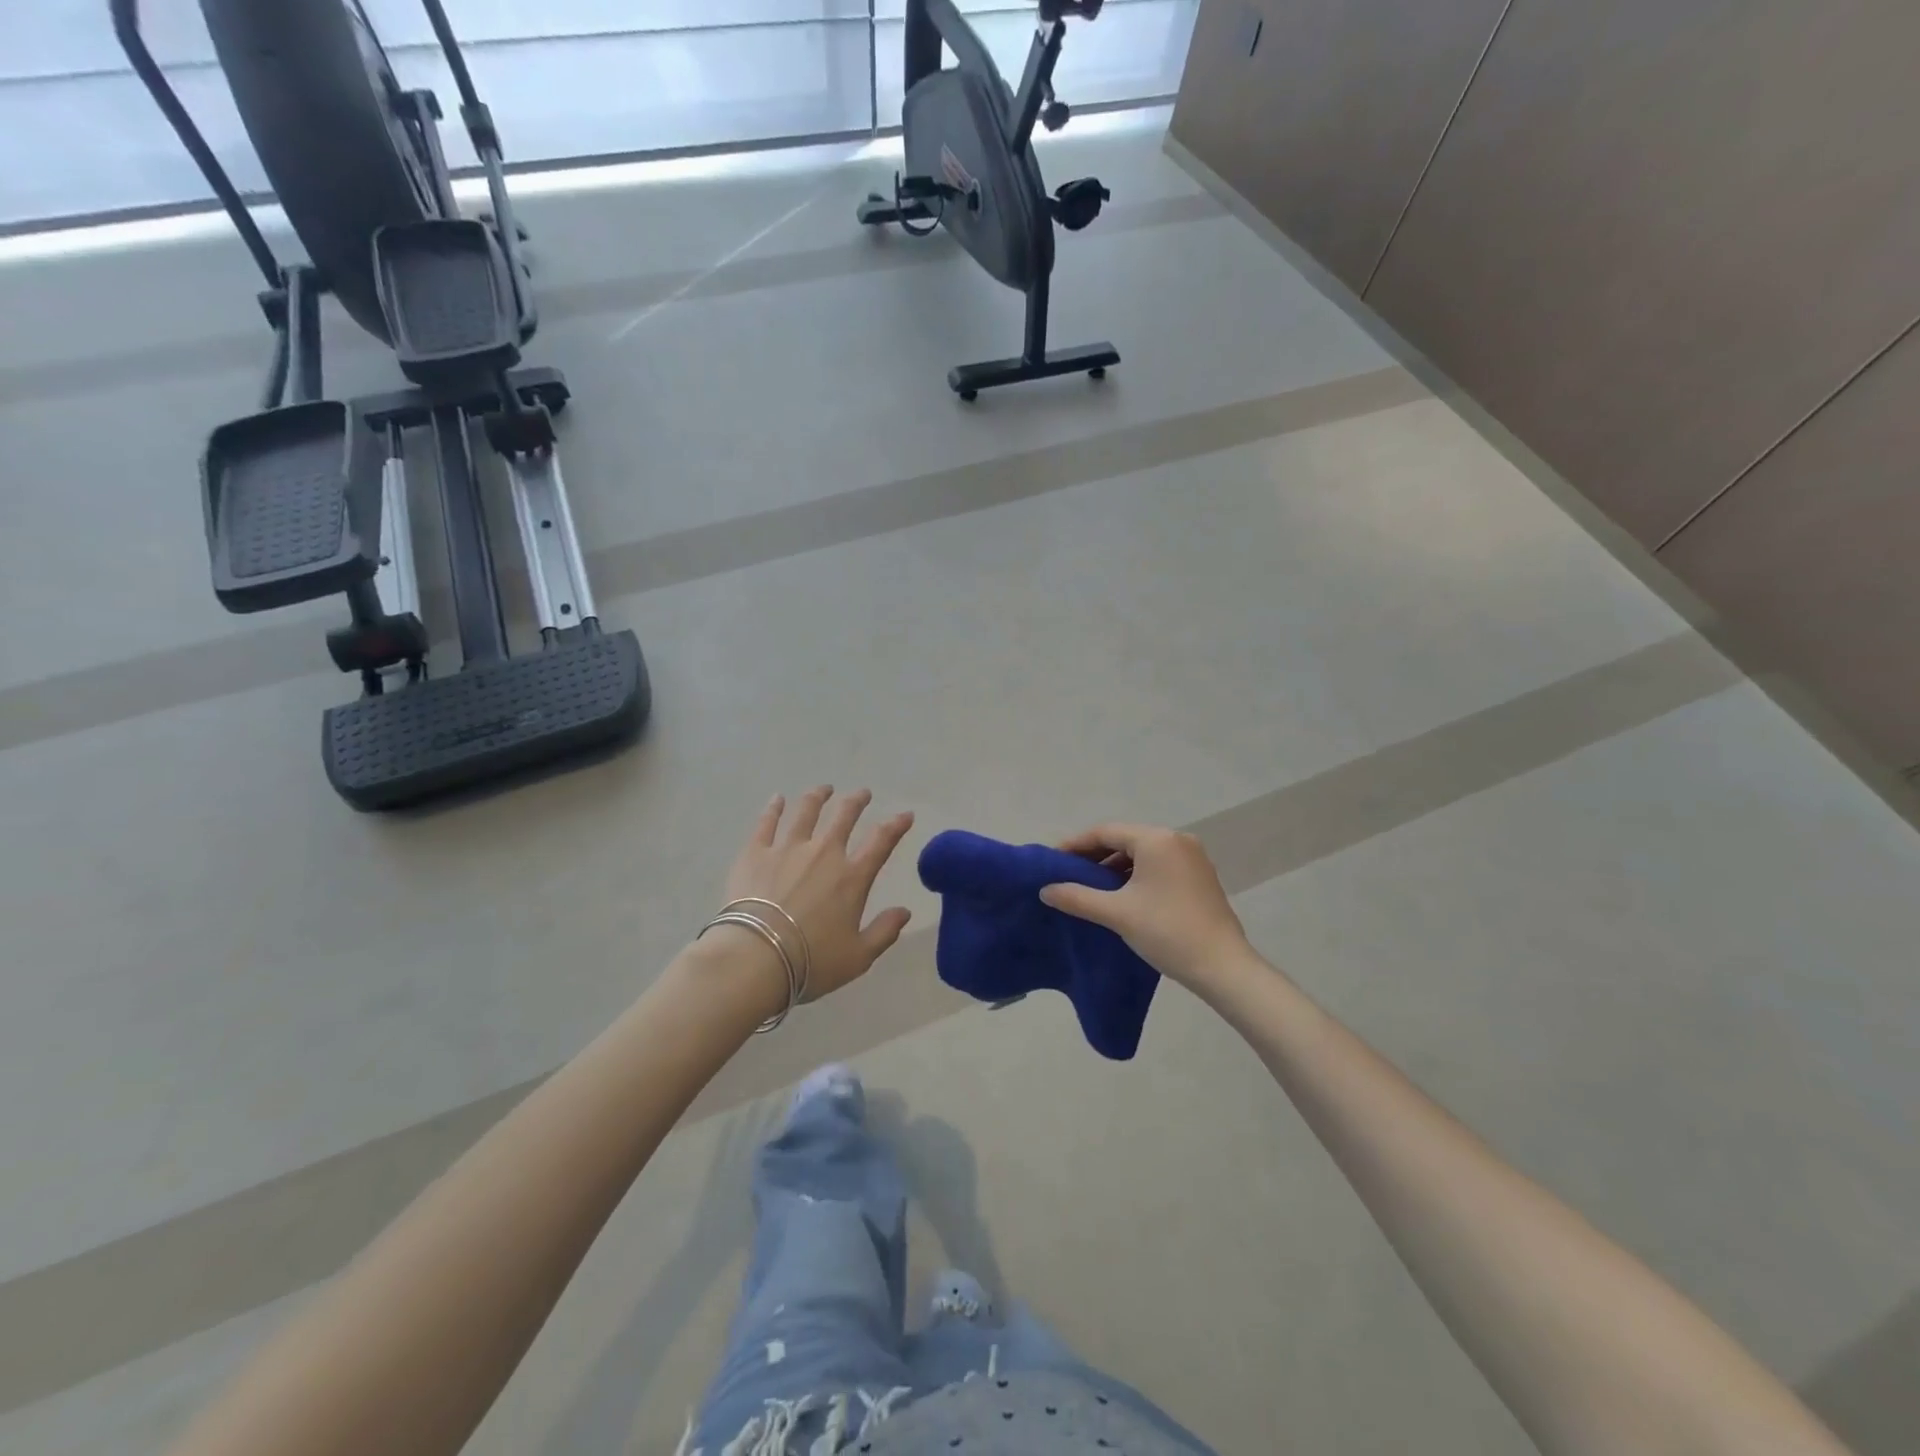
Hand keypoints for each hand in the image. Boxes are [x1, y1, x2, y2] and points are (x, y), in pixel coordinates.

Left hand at [721, 787, 915, 1002]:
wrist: (755, 957)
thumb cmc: (811, 962)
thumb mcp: (858, 957)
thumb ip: (884, 932)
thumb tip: (904, 911)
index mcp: (852, 877)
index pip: (881, 842)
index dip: (896, 825)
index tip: (905, 814)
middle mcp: (823, 853)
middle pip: (844, 817)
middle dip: (856, 801)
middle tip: (862, 794)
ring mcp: (787, 848)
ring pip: (806, 812)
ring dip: (818, 797)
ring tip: (824, 789)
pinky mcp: (755, 852)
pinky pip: (767, 822)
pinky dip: (774, 808)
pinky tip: (778, 799)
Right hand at [1040, 823, 1248, 986]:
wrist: (1223, 967)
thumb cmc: (1167, 931)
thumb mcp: (1116, 913)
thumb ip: (1077, 897)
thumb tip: (1046, 890)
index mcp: (1157, 839)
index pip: (1106, 832)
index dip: (1076, 844)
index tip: (1053, 860)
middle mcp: (1176, 839)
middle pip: (1125, 839)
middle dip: (1094, 855)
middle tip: (1068, 874)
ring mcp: (1192, 858)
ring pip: (1142, 853)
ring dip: (1115, 866)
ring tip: (1090, 886)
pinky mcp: (1200, 876)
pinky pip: (1159, 865)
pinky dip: (1136, 875)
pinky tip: (1121, 895)